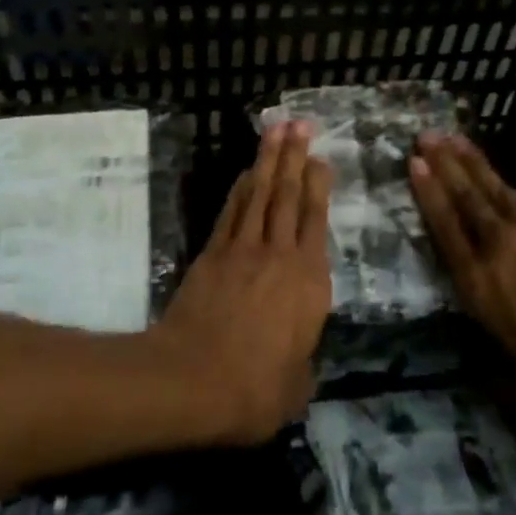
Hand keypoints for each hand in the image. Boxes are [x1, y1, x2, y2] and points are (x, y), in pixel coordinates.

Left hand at [151, 123, 331, 444]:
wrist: (195, 380)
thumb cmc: (256, 389)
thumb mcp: (297, 387)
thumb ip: (303, 361)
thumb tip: (299, 356)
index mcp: (310, 282)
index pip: (317, 221)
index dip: (319, 186)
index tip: (321, 159)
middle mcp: (281, 255)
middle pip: (290, 195)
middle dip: (295, 156)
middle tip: (300, 124)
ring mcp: (244, 249)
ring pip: (261, 194)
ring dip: (269, 160)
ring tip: (277, 130)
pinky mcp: (214, 253)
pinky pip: (232, 211)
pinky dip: (241, 188)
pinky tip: (247, 172)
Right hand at [409, 134, 515, 416]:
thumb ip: (499, 378)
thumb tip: (481, 378)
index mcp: (482, 287)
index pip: (447, 230)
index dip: (429, 195)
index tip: (415, 164)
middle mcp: (501, 249)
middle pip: (467, 198)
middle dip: (445, 164)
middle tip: (425, 136)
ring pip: (497, 190)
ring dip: (474, 163)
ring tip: (455, 138)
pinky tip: (512, 193)